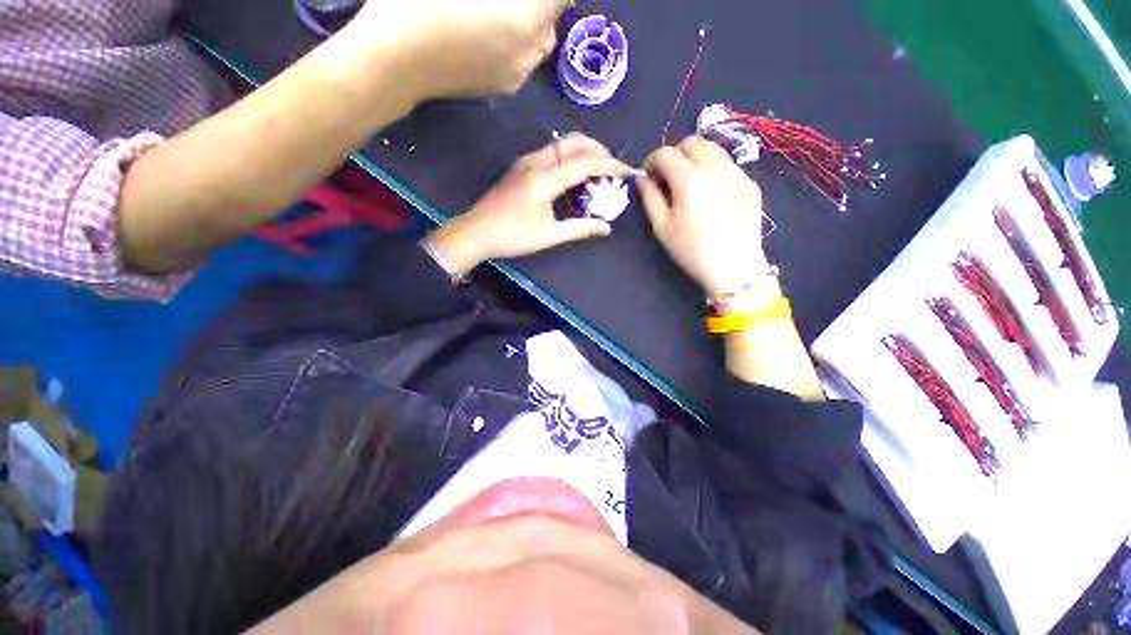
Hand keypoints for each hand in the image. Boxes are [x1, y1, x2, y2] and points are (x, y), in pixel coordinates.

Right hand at [352, 0, 568, 97]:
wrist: (397, 62)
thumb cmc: (420, 5)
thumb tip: (515, 0)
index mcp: (527, 20)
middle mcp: (532, 54)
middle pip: (552, 19)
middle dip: (540, 2)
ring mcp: (519, 77)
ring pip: (540, 43)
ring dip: (531, 22)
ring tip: (502, 9)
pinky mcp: (504, 89)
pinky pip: (524, 61)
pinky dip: (519, 44)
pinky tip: (492, 33)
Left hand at [426, 134, 630, 276]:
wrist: (475, 232)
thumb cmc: (512, 237)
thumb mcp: (548, 236)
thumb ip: (580, 228)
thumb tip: (606, 228)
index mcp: (544, 179)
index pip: (584, 163)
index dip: (609, 165)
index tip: (627, 171)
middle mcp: (536, 162)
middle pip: (573, 143)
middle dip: (598, 150)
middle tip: (613, 168)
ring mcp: (526, 161)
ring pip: (561, 145)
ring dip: (583, 152)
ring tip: (597, 171)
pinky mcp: (521, 166)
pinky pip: (551, 153)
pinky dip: (569, 158)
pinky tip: (574, 175)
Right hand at [638, 136, 768, 297]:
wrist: (734, 267)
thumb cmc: (691, 250)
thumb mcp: (662, 227)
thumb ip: (650, 198)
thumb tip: (643, 179)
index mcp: (689, 179)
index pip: (665, 153)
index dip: (651, 161)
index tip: (648, 175)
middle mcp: (715, 167)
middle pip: (692, 142)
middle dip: (675, 154)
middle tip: (668, 175)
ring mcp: (737, 172)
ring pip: (713, 149)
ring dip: (696, 157)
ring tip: (689, 181)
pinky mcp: (750, 182)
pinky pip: (727, 165)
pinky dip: (713, 170)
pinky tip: (711, 194)